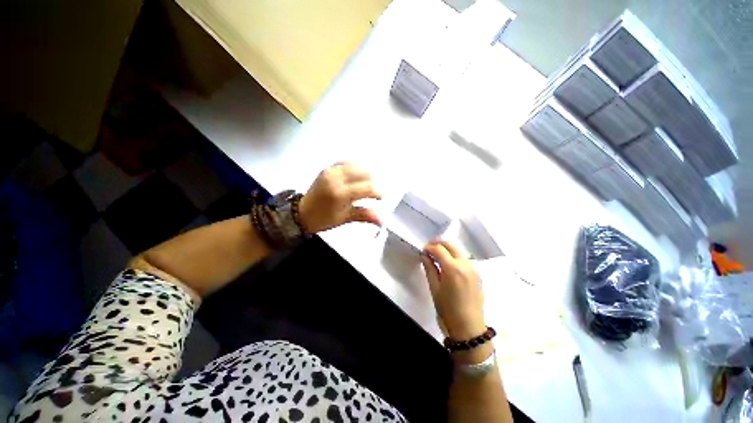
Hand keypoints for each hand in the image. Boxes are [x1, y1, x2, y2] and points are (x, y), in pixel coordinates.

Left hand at [299, 162, 381, 232]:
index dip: (377, 192)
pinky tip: (356, 175)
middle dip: (372, 182)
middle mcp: (336, 178)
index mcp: (340, 193)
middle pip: (364, 173)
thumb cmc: (324, 219)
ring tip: (366, 183)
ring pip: (356, 165)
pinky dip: (354, 166)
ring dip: (365, 173)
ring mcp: (331, 171)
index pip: (367, 188)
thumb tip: (382, 220)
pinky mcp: (328, 168)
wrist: (302, 213)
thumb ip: (364, 215)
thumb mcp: (345, 218)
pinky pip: (345, 162)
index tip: (380, 198)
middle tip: (372, 192)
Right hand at [422, 240, 485, 340]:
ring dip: (447, 249)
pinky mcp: (477, 274)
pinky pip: (464, 259)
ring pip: (458, 251)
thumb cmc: (447, 309)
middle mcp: (465, 264)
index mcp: (453, 268)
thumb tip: (425, 255)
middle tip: (429, 248)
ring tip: (437, 255)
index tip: (423, 250)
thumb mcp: (434, 288)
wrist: (469, 327)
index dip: (429, 247)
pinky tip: (449, 264)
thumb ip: (429, 268)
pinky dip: (455, 256)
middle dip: (438, 243)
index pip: (439, 249)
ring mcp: (473, 268)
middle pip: (451, 245)